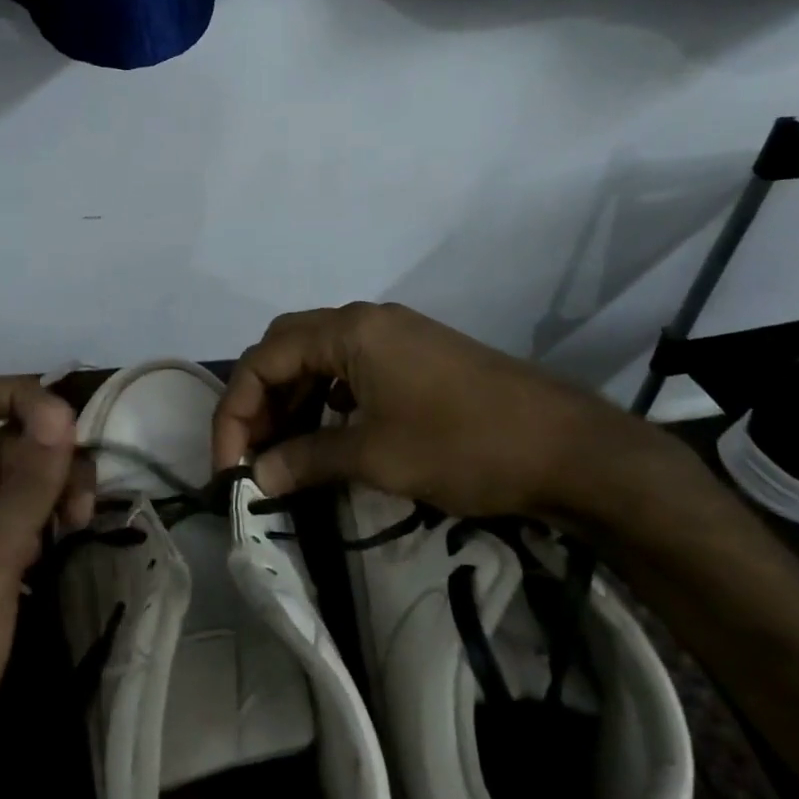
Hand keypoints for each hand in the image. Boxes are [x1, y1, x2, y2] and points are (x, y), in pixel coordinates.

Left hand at [0, 378, 80, 798]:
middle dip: (48, 452)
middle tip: (84, 501)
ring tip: (80, 524)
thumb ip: (25, 486)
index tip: (71, 430)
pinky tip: (61, 545)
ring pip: (9, 480)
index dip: (20, 397)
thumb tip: (59, 409)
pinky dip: (39, 521)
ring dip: (51, 488)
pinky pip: (6, 521)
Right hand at [213, 302, 695, 528]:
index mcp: (348, 330)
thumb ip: (306, 459)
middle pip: (286, 348)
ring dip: (292, 401)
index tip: (230, 467)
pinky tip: (327, 434)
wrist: (567, 447)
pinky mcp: (416, 356)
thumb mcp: (376, 456)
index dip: (237, 412)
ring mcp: (394, 335)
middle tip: (252, 454)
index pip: (264, 359)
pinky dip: (326, 399)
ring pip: (318, 358)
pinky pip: (350, 368)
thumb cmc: (463, 445)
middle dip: (260, 400)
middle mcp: (365, 320)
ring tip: (283, 452)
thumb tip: (256, 479)